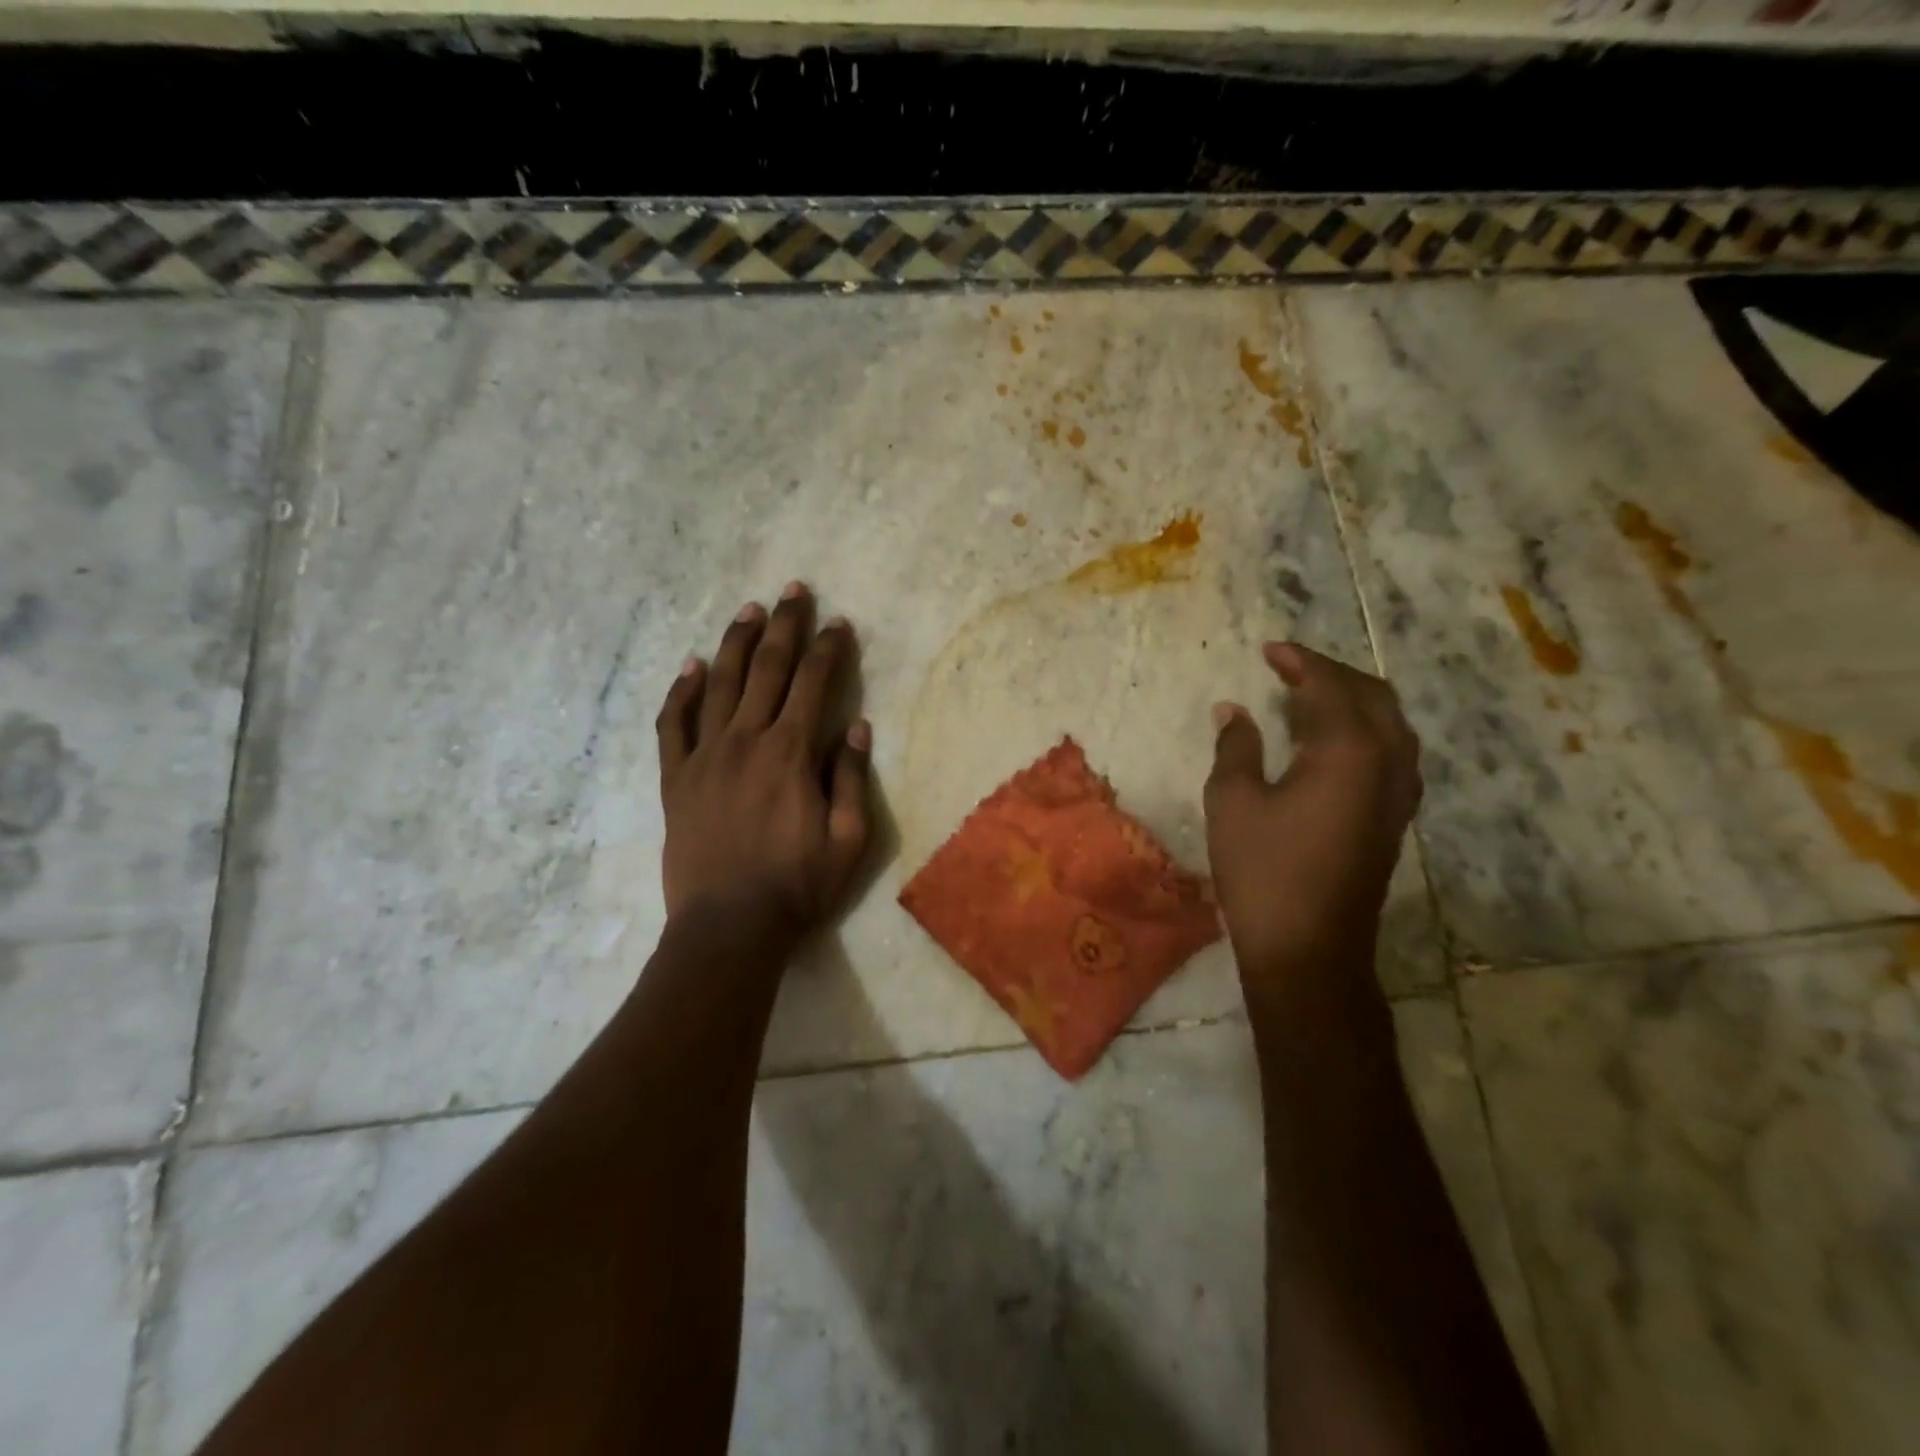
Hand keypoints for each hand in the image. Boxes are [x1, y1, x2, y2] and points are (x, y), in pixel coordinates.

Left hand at [655, 583, 870, 934]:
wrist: (728, 926)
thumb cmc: (797, 886)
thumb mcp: (848, 839)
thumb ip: (850, 778)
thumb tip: (857, 726)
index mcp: (790, 753)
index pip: (814, 684)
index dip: (829, 649)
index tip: (840, 623)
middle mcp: (746, 740)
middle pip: (767, 669)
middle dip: (785, 626)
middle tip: (794, 591)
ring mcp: (704, 757)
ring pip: (719, 684)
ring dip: (736, 643)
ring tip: (749, 611)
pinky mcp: (675, 779)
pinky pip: (673, 724)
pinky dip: (680, 692)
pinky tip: (690, 666)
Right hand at [1204, 643, 1421, 985]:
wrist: (1309, 950)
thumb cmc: (1263, 871)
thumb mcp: (1232, 802)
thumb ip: (1236, 747)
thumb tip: (1234, 712)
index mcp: (1350, 750)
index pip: (1329, 686)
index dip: (1299, 662)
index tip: (1269, 651)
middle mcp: (1388, 762)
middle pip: (1372, 696)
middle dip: (1331, 674)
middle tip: (1289, 668)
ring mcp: (1399, 793)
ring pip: (1390, 724)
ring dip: (1352, 700)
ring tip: (1308, 697)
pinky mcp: (1394, 818)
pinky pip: (1391, 752)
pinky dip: (1363, 731)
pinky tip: (1329, 744)